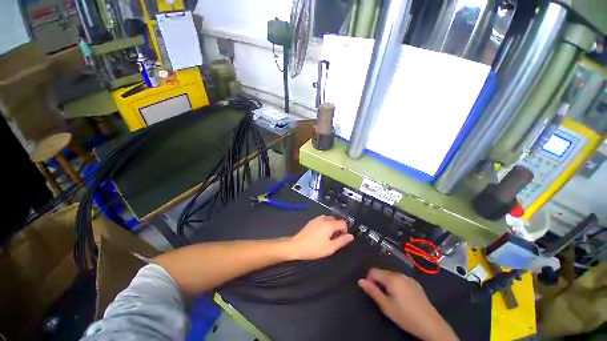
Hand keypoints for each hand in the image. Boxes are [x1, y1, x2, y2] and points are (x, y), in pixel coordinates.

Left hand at [286, 215, 353, 260]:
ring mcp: (317, 219)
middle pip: (336, 220)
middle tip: (334, 239)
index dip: (345, 231)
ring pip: (329, 219)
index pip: (343, 223)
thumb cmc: (314, 248)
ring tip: (327, 237)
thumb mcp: (330, 248)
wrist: (297, 246)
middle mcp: (324, 218)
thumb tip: (351, 236)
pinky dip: (325, 225)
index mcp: (330, 224)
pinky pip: (322, 220)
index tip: (341, 239)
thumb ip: (342, 241)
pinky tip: (320, 235)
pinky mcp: (312, 221)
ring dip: (332, 226)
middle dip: (338, 228)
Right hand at [358, 269, 458, 340]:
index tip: (372, 291)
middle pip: (383, 272)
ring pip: (392, 276)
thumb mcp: (386, 306)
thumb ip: (372, 291)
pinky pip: (401, 279)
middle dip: (379, 281)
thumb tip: (360, 281)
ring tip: (392, 298)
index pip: (373, 271)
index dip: (369, 279)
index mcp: (391, 278)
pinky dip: (397, 284)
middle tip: (382, 297)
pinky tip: (403, 298)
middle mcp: (400, 274)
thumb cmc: (405, 316)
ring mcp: (409, 278)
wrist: (431, 325)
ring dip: (388, 283)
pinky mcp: (416, 283)